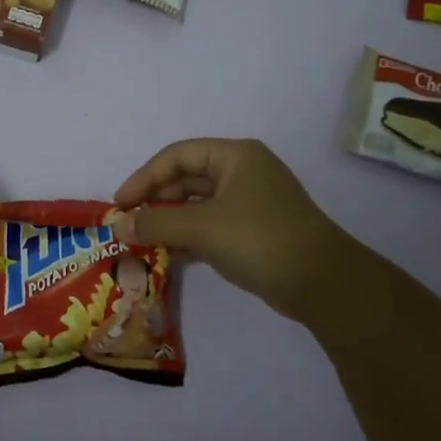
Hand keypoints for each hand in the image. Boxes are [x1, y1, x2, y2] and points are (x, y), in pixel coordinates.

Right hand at [111, 139, 360, 321]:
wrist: (323, 284)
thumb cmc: (260, 239)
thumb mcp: (202, 227)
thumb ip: (156, 222)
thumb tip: (118, 226)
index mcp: (235, 156)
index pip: (176, 156)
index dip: (144, 177)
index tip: (120, 204)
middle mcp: (242, 172)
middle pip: (186, 178)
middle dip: (155, 200)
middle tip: (127, 223)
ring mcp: (250, 202)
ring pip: (197, 204)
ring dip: (169, 219)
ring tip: (141, 240)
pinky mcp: (253, 231)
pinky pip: (210, 225)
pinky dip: (187, 235)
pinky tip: (166, 253)